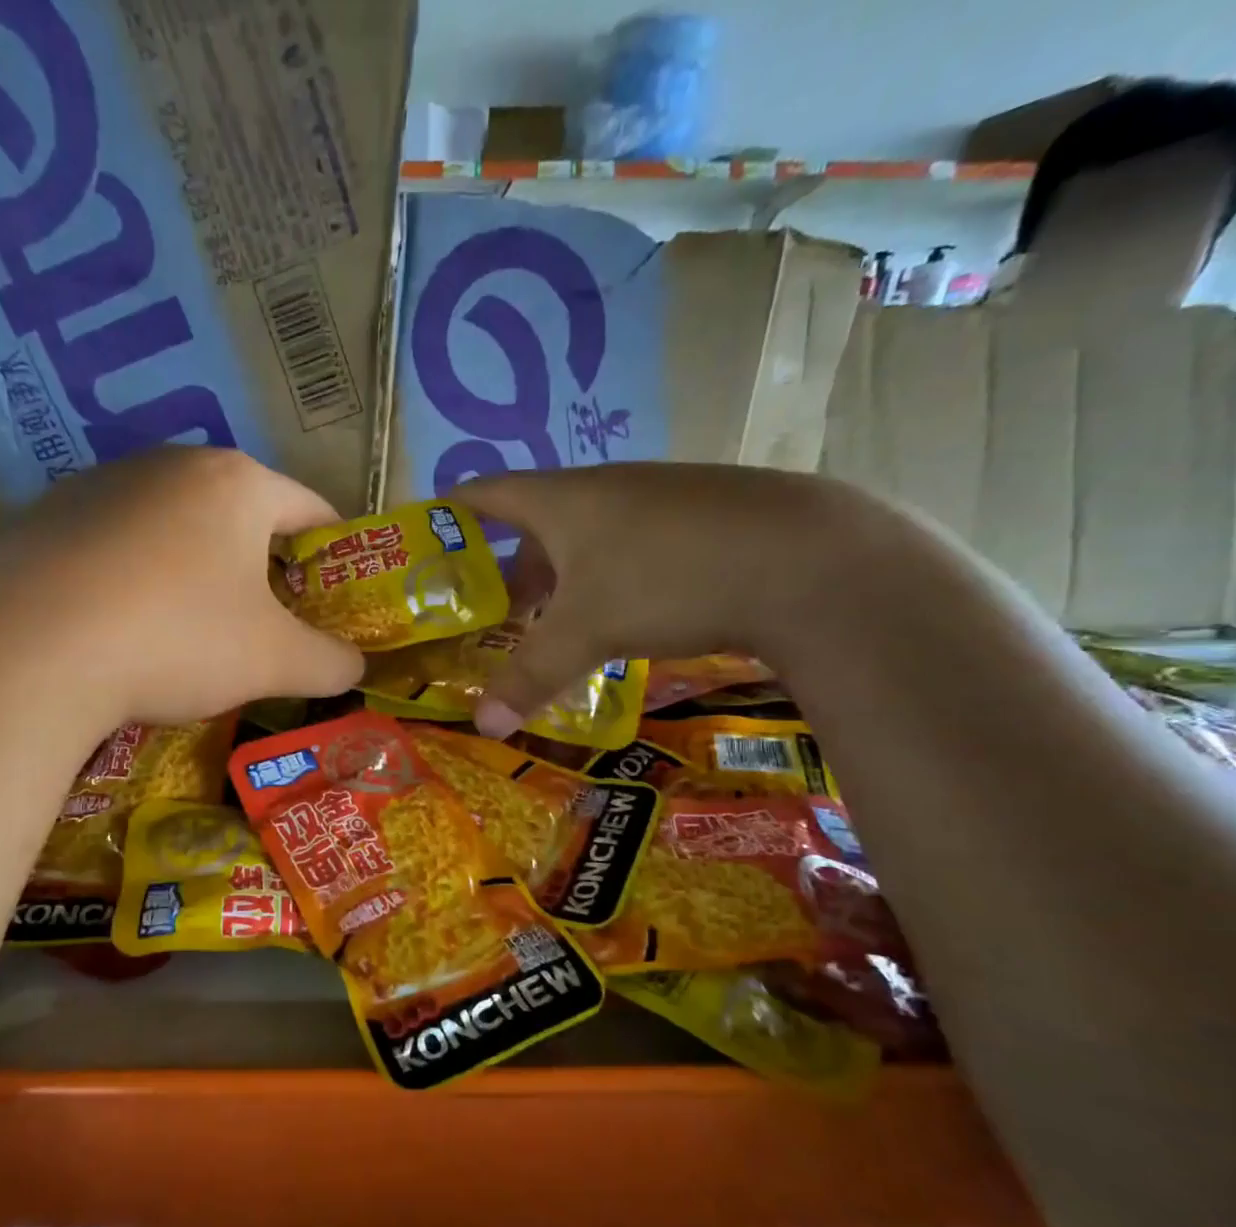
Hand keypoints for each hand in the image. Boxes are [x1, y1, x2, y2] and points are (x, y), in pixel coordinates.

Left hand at [0, 448, 364, 726]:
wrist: (26, 650)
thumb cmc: (177, 638)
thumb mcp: (275, 661)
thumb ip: (332, 662)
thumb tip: (355, 666)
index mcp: (236, 482)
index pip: (313, 509)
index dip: (338, 557)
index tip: (339, 604)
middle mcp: (169, 465)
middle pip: (244, 517)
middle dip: (267, 571)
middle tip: (273, 629)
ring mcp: (101, 486)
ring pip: (179, 531)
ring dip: (202, 576)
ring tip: (197, 636)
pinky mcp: (49, 518)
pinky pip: (122, 548)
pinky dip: (142, 582)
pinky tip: (130, 631)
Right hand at [452, 463, 891, 735]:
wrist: (807, 558)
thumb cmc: (668, 577)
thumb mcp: (586, 632)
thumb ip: (530, 677)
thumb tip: (482, 727)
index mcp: (564, 499)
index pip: (488, 491)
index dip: (452, 511)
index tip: (427, 536)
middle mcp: (607, 490)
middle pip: (537, 523)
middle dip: (508, 568)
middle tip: (488, 612)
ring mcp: (659, 502)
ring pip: (588, 540)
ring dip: (562, 580)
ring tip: (549, 627)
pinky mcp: (702, 522)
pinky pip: (633, 550)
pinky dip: (609, 582)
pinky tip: (621, 620)